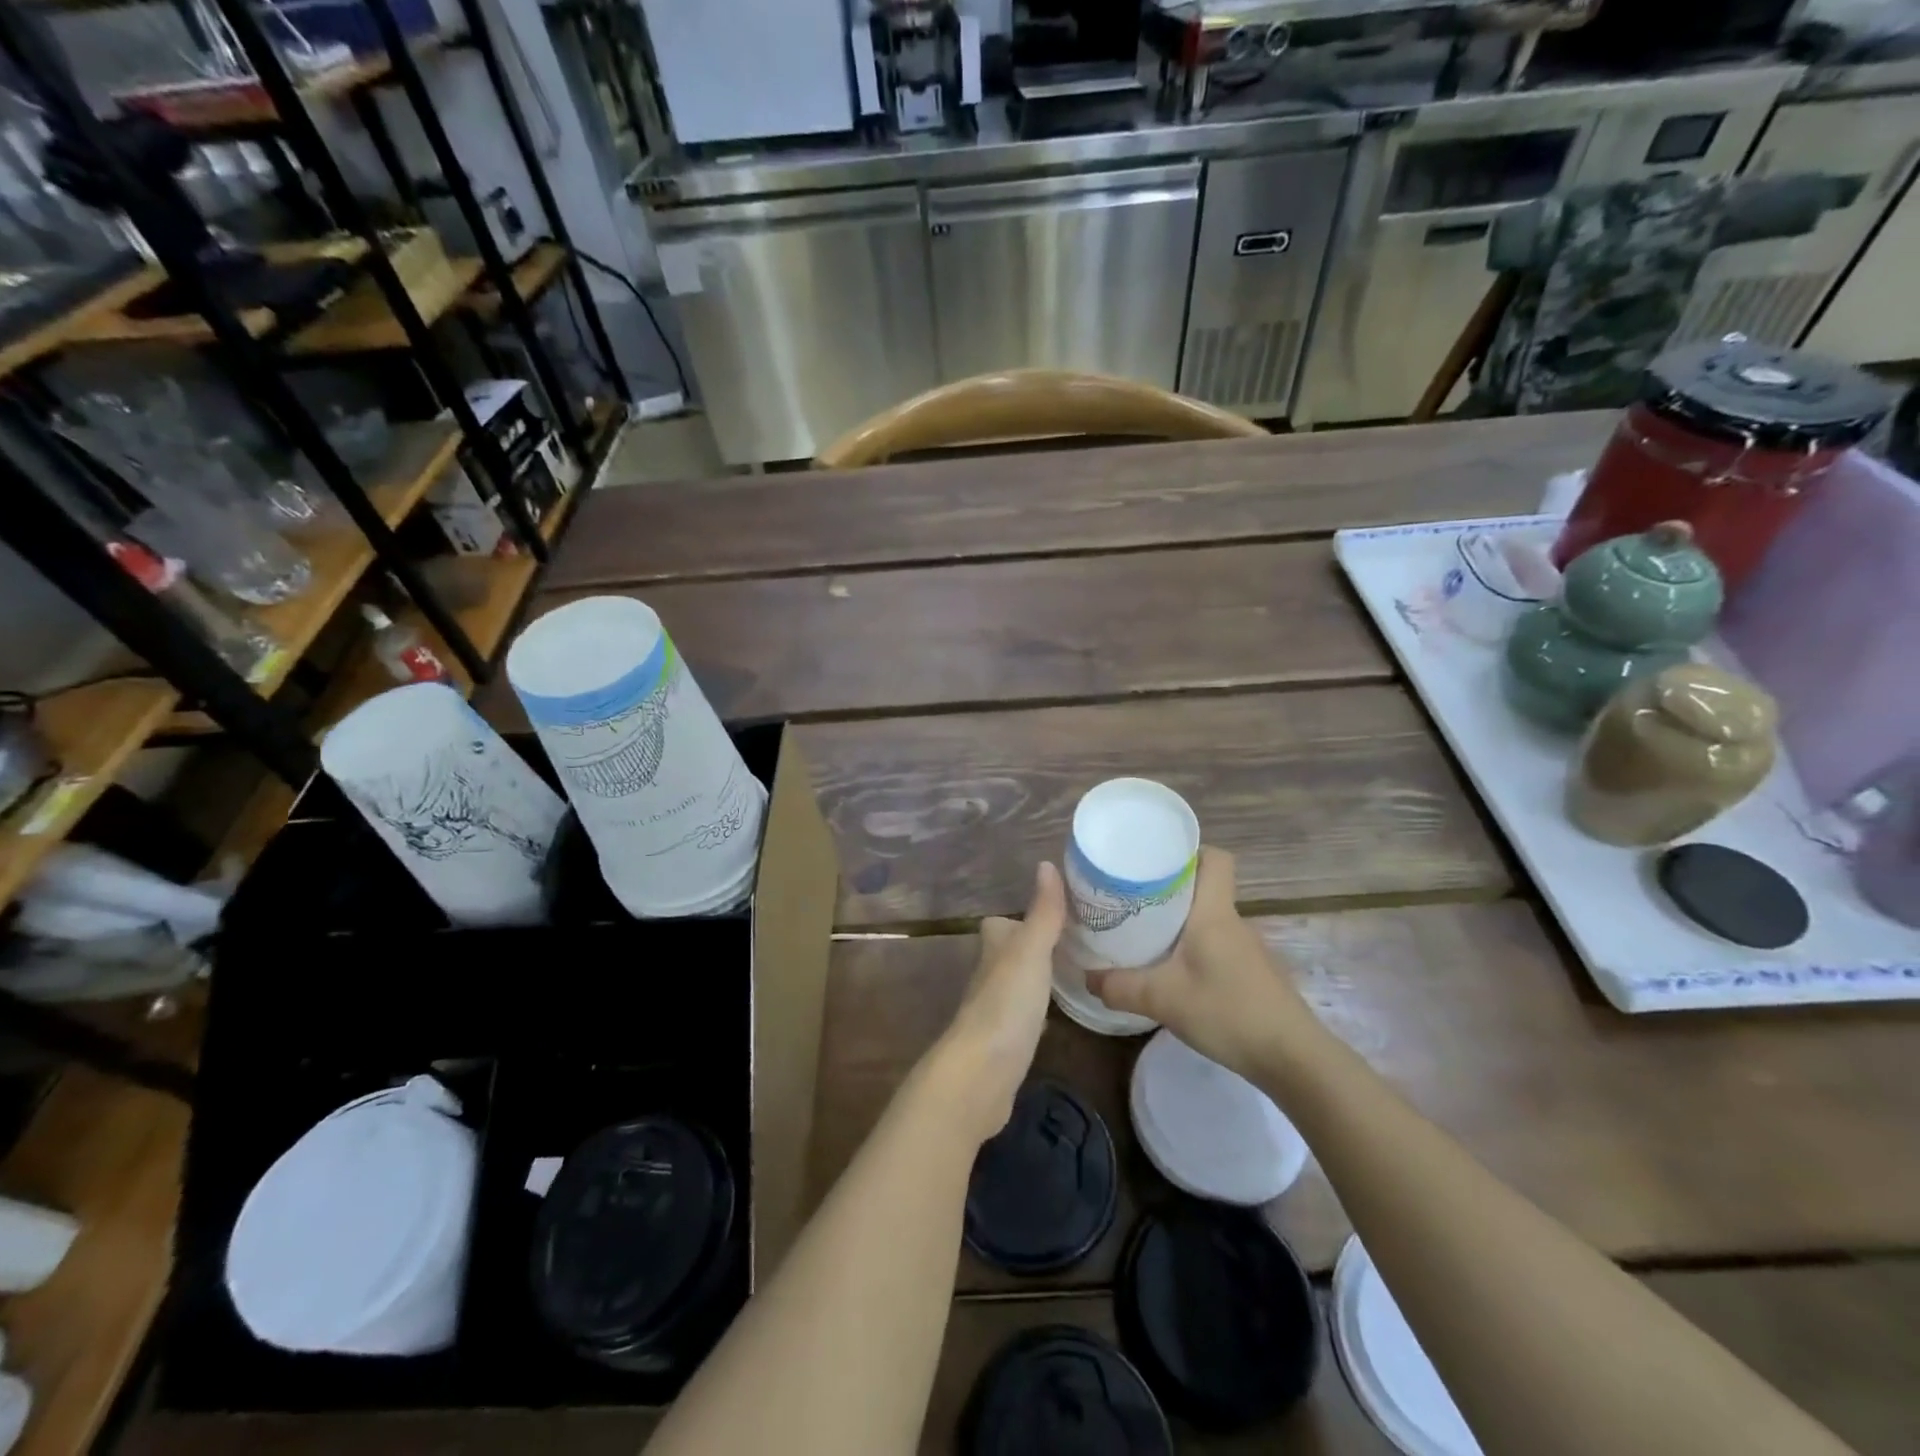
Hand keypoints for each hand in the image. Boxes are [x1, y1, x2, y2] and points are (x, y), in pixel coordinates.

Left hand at [921, 862, 1066, 1145]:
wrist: (982, 1074)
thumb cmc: (1006, 1004)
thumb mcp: (1031, 951)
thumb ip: (1042, 912)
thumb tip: (1047, 864)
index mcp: (994, 949)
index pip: (999, 925)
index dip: (1018, 919)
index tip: (1052, 913)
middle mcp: (989, 976)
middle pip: (1008, 954)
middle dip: (1032, 947)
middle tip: (1071, 942)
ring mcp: (995, 1011)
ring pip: (1016, 984)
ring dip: (1036, 977)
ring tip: (1072, 971)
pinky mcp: (1005, 1043)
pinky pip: (1023, 1016)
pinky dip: (1037, 1010)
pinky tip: (1056, 1014)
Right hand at [1088, 847, 1323, 1082]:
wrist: (1293, 1059)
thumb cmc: (1228, 1011)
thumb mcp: (1162, 999)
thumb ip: (1120, 987)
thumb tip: (1087, 977)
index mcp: (1214, 912)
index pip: (1214, 858)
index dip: (1188, 851)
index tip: (1154, 860)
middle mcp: (1234, 922)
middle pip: (1204, 888)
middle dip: (1169, 889)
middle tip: (1132, 899)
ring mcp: (1248, 949)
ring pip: (1209, 920)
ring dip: (1180, 923)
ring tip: (1144, 935)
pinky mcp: (1253, 975)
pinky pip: (1217, 946)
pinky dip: (1195, 950)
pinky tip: (1175, 973)